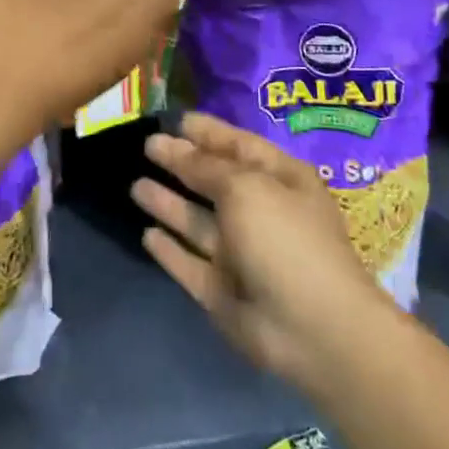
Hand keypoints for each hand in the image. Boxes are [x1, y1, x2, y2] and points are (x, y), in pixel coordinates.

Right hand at [133, 111, 398, 393]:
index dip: (208, 131)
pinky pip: (189, 263)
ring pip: (197, 222)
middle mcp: (260, 213)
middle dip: (182, 164)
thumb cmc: (285, 240)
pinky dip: (170, 251)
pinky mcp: (222, 291)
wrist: (313, 330)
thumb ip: (205, 166)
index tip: (174, 119)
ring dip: (169, 203)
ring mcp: (241, 255)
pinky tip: (147, 234)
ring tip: (135, 185)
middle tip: (146, 145)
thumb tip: (172, 145)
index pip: (238, 145)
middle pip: (214, 182)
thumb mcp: (246, 187)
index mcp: (280, 181)